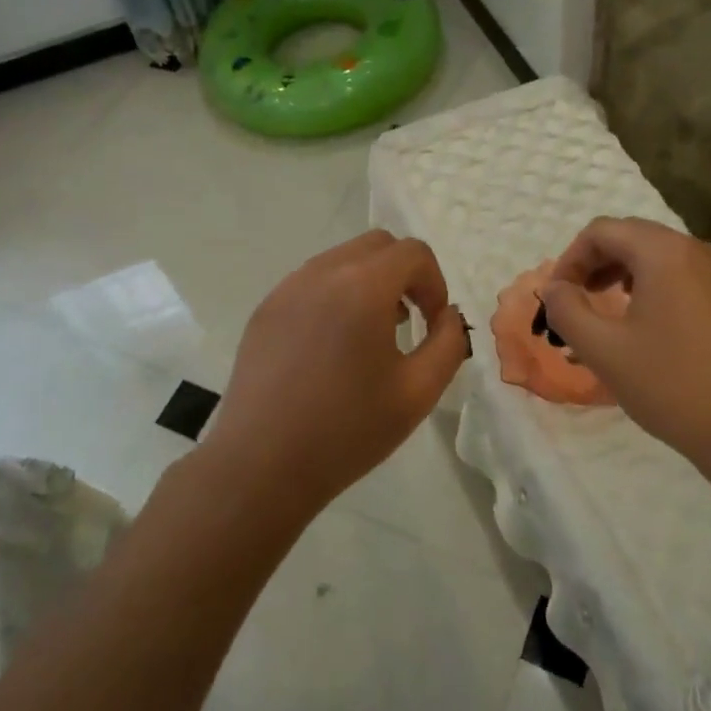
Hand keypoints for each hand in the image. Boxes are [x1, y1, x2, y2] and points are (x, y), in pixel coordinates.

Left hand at [209, 230, 469, 514]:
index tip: (433, 324)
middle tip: (409, 322)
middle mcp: (322, 273)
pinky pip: (311, 282)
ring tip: (370, 336)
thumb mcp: (418, 392)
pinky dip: (335, 295)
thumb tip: (449, 317)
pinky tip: (332, 347)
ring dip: (368, 282)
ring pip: (341, 259)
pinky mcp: (265, 309)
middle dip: (404, 274)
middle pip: (377, 245)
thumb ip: (449, 343)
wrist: (262, 464)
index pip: (413, 252)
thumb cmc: (347, 430)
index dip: (435, 283)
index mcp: (362, 287)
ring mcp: (287, 288)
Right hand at [540, 217, 710, 461]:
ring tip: (608, 315)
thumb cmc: (674, 386)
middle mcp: (700, 251)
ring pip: (663, 258)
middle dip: (596, 264)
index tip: (556, 296)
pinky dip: (657, 290)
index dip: (570, 258)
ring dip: (626, 276)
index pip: (603, 231)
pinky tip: (651, 330)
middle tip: (576, 302)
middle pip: (634, 238)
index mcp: (666, 253)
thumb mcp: (604, 350)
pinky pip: (688, 279)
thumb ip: (567, 310)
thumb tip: (555, 289)